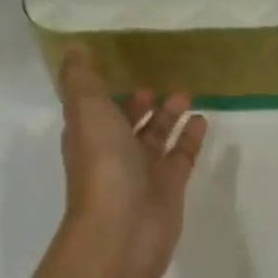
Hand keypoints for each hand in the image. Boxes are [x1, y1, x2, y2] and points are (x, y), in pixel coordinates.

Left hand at [58, 49, 208, 277]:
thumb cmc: (102, 163)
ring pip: (156, 137)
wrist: (122, 230)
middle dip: (138, 103)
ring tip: (186, 92)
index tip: (119, 65)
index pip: (93, 107)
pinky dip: (190, 138)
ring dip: (168, 115)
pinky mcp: (169, 187)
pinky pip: (181, 156)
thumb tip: (74, 47)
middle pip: (126, 122)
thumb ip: (81, 77)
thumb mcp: (86, 109)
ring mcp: (141, 172)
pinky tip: (202, 119)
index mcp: (88, 134)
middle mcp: (112, 152)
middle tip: (156, 80)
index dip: (103, 89)